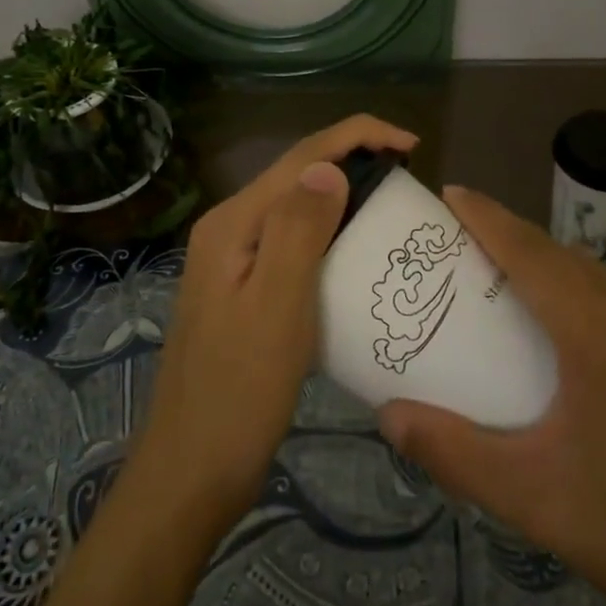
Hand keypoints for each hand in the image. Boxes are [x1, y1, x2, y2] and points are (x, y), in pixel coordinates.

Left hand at [134, 114, 418, 528]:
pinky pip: (293, 245)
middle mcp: (229, 231)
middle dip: (353, 160)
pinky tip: (356, 256)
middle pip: (297, 176)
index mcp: (233, 224)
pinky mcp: (244, 293)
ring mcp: (233, 263)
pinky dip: (330, 236)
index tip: (412, 145)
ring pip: (296, 210)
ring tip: (392, 208)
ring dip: (343, 197)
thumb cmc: (240, 392)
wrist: (192, 470)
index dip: (357, 135)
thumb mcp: (276, 306)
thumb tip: (330, 166)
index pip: (301, 157)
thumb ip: (298, 229)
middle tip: (409, 180)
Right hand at [376, 184, 605, 605]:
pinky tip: (574, 331)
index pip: (532, 251)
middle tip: (461, 250)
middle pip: (564, 256)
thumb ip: (452, 452)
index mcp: (605, 333)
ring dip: (551, 268)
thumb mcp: (533, 499)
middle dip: (510, 241)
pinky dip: (588, 293)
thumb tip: (389, 414)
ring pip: (600, 274)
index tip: (450, 193)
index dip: (487, 217)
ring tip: (508, 289)